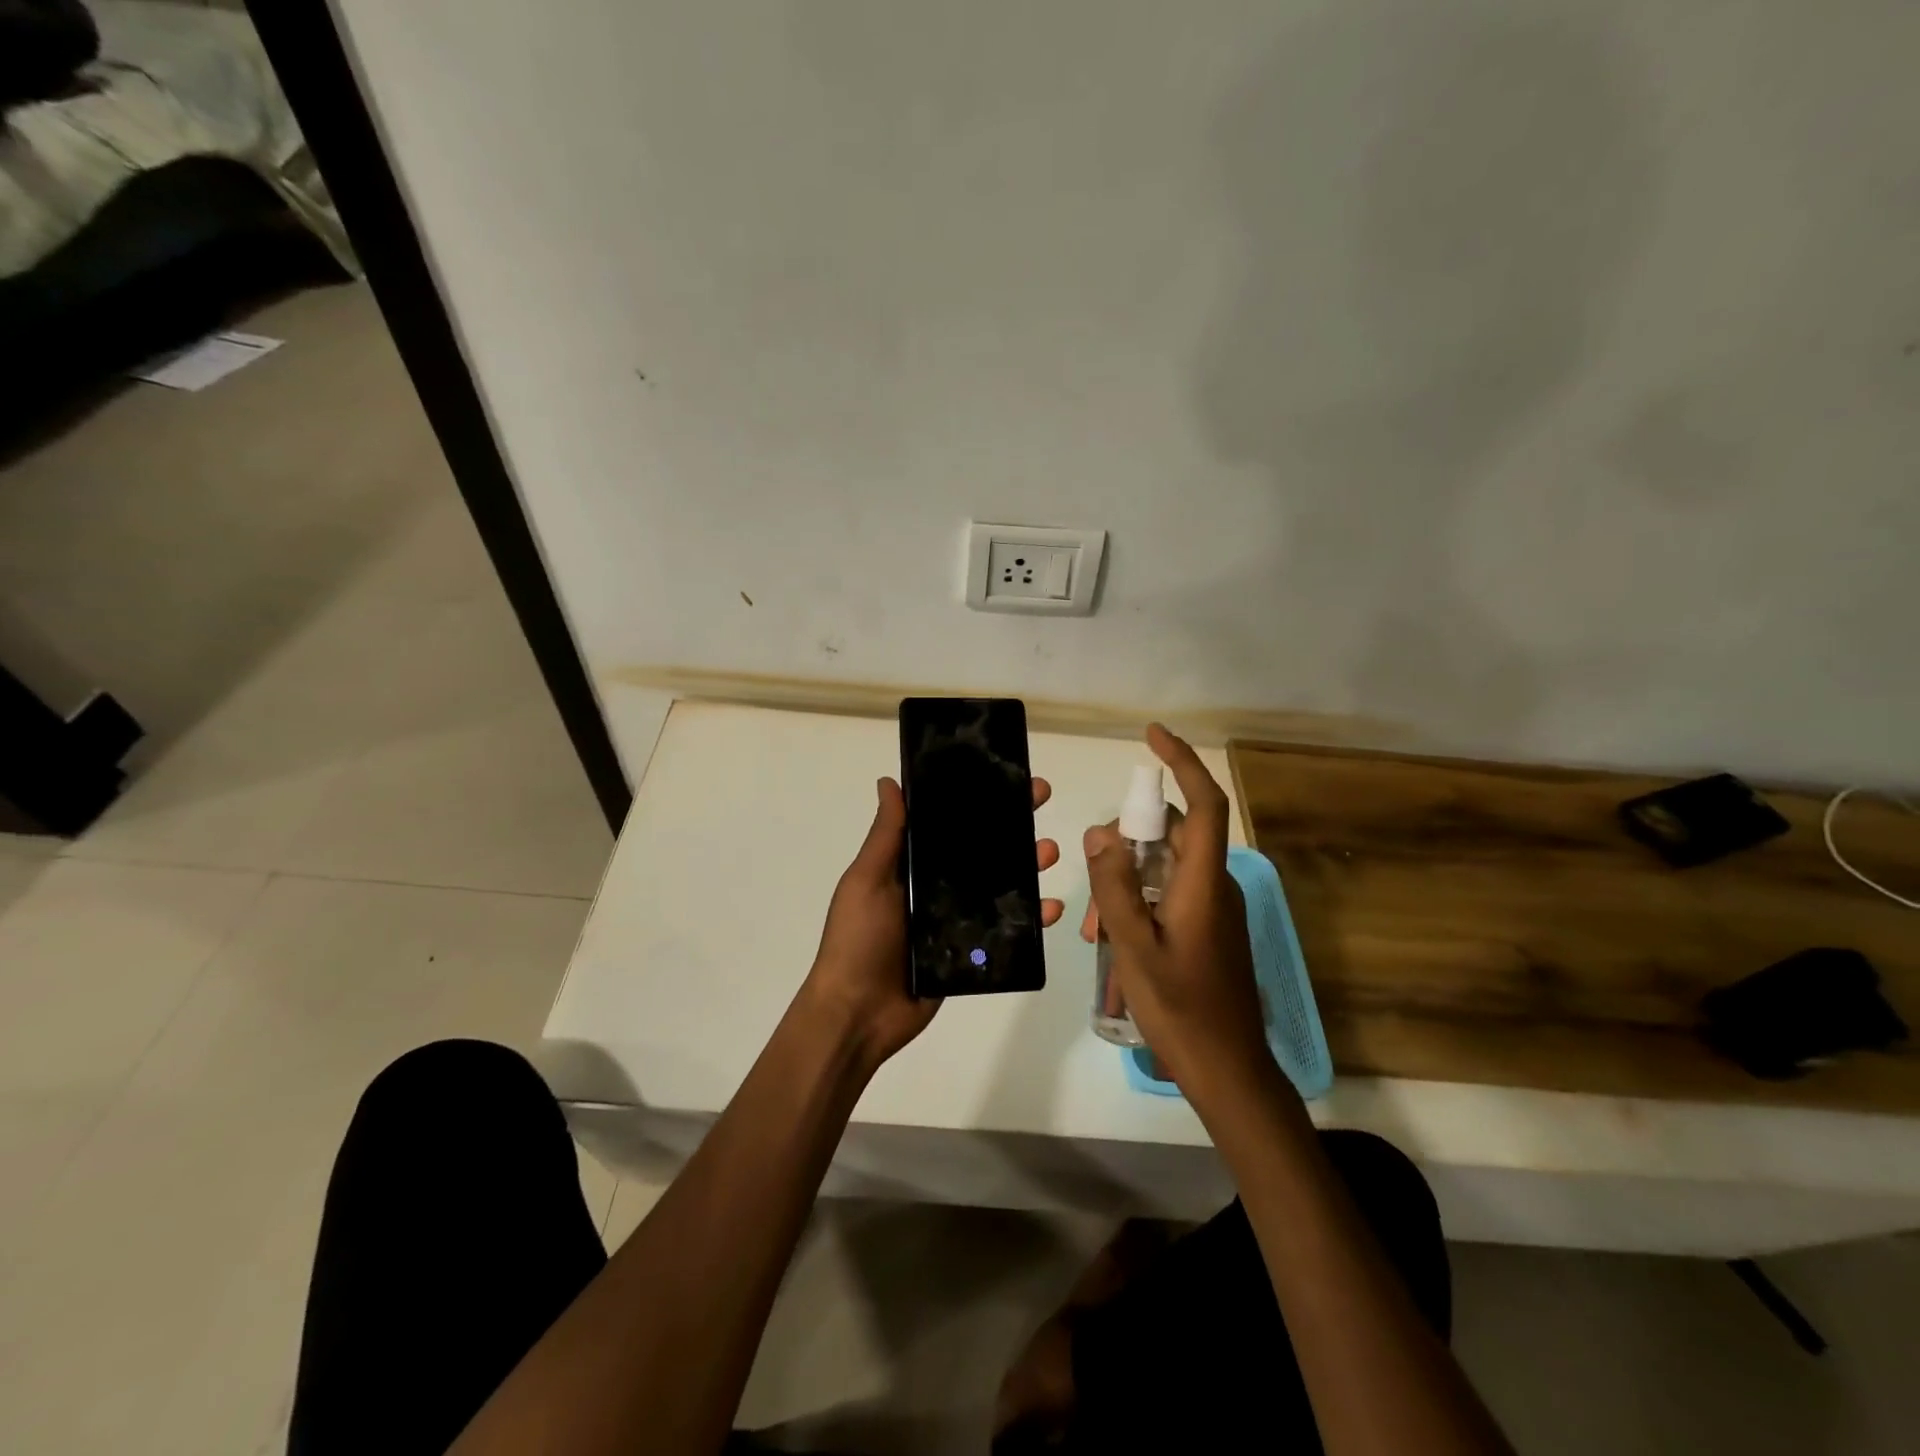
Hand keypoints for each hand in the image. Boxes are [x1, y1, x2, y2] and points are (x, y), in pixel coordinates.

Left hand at [803, 775, 1063, 1071]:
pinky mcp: (971, 953)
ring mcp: (955, 921)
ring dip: (1027, 866)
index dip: (974, 800)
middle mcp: (935, 888)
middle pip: (980, 850)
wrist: (859, 1014)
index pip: (948, 824)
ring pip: (999, 886)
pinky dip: (1031, 919)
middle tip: (1039, 799)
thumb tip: (889, 781)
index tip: (1002, 776)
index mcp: (909, 866)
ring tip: (1049, 851)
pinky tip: (1050, 907)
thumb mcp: (867, 880)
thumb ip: (886, 836)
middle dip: (1010, 824)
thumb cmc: (858, 940)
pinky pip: (1006, 930)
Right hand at [1080, 725, 1265, 1093]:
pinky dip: (1138, 902)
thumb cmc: (1181, 1010)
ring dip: (1126, 883)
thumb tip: (1101, 832)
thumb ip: (1115, 888)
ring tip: (1095, 931)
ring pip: (1164, 868)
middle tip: (1091, 888)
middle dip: (1126, 847)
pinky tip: (1112, 941)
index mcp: (1205, 883)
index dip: (1183, 763)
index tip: (1151, 736)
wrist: (1228, 1072)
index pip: (1205, 804)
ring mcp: (1213, 908)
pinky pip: (1169, 893)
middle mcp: (1215, 886)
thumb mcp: (1134, 948)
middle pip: (1172, 835)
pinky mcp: (1208, 928)